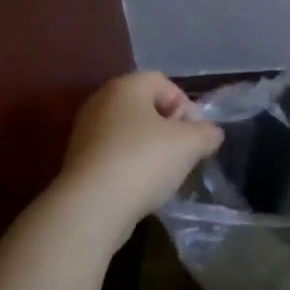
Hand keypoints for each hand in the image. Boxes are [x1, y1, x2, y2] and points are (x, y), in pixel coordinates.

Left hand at [60, 72, 223, 242]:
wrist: (92, 206)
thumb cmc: (145, 160)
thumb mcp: (191, 144)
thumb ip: (207, 133)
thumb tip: (211, 133)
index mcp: (126, 86)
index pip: (164, 83)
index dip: (185, 106)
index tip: (193, 134)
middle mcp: (100, 101)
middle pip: (145, 107)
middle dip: (168, 128)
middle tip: (182, 153)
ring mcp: (85, 131)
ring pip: (129, 132)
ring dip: (149, 149)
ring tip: (162, 174)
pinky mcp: (78, 161)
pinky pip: (114, 154)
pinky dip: (129, 165)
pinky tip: (139, 186)